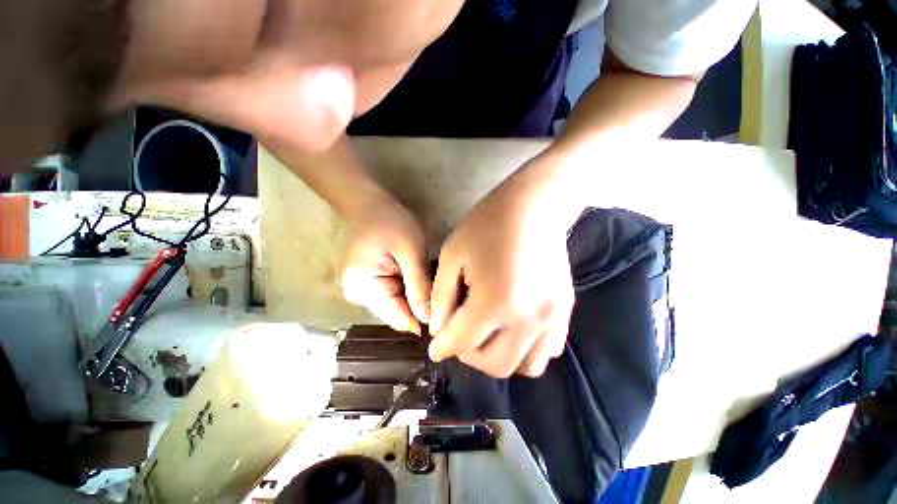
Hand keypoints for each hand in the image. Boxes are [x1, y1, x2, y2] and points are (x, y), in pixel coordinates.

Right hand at [342, 194, 430, 333]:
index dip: (424, 318)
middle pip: (399, 314)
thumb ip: (418, 286)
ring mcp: (364, 292)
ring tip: (433, 283)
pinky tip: (421, 280)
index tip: (448, 311)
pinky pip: (395, 296)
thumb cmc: (391, 222)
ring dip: (417, 298)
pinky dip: (410, 291)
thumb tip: (429, 321)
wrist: (370, 205)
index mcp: (364, 289)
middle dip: (422, 307)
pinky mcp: (371, 286)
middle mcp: (359, 297)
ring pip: (399, 306)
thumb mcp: (410, 251)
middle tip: (444, 291)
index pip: (399, 319)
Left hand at [429, 158, 575, 377]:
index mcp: (494, 303)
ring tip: (488, 334)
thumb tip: (440, 330)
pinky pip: (548, 350)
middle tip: (460, 334)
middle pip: (495, 365)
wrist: (533, 206)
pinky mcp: (565, 311)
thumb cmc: (487, 225)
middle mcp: (527, 320)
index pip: (462, 343)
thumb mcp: (452, 256)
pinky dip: (526, 349)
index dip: (442, 348)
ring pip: (526, 366)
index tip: (434, 347)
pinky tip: (514, 328)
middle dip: (470, 356)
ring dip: (500, 357)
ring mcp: (552, 318)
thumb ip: (441, 298)